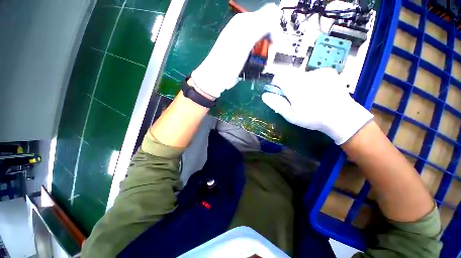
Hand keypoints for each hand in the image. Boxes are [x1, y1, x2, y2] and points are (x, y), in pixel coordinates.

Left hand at [191, 4, 280, 97]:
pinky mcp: (244, 55)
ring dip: (267, 53)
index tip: (276, 45)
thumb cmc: (228, 60)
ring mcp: (244, 43)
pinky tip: (260, 65)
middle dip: (272, 43)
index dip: (275, 29)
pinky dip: (261, 59)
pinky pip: (258, 53)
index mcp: (244, 22)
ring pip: (263, 43)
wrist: (216, 77)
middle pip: (267, 30)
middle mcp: (244, 30)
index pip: (268, 16)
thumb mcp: (245, 40)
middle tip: (270, 57)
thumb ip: (260, 24)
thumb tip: (275, 13)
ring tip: (265, 64)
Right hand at [262, 68, 372, 144]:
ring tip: (310, 96)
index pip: (278, 77)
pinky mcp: (328, 72)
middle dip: (289, 85)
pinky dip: (313, 81)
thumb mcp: (291, 115)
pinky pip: (314, 74)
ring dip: (301, 84)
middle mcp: (306, 75)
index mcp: (294, 86)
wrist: (342, 116)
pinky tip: (320, 91)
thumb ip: (277, 104)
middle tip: (296, 99)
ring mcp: (319, 72)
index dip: (277, 85)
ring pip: (301, 75)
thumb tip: (264, 95)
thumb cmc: (313, 118)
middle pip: (290, 76)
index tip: (281, 94)